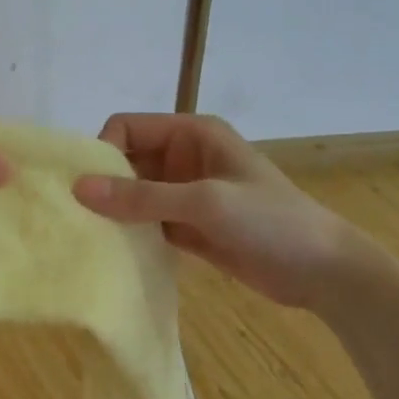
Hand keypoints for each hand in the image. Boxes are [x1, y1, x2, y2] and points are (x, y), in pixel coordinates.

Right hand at [72, 113, 385, 310]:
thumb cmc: (271, 222)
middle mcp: (184, 158)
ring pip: (134, 195)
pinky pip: (147, 223)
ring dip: (114, 213)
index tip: (85, 189)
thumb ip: (142, 197)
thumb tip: (78, 189)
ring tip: (86, 238)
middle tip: (74, 218)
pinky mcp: (188, 227)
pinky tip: (111, 253)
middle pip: (126, 161)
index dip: (102, 151)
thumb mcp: (205, 203)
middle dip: (102, 185)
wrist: (323, 271)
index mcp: (192, 134)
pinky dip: (130, 234)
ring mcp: (186, 194)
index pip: (127, 128)